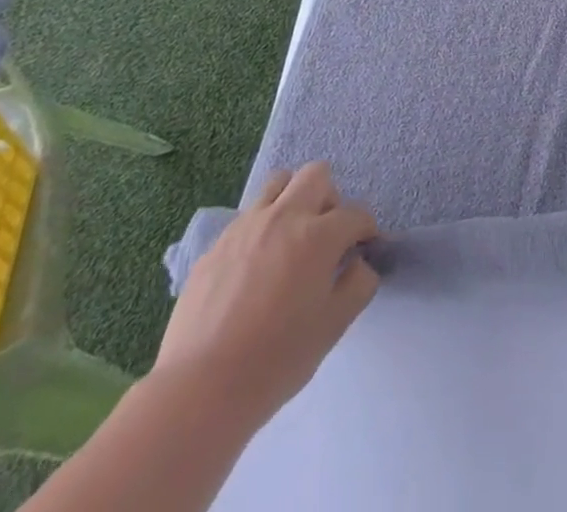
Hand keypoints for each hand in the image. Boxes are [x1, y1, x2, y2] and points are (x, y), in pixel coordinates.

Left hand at [153, 162, 379, 434]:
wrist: (200, 390)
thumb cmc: (276, 359)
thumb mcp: (335, 326)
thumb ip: (360, 284)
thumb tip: (359, 263)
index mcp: (319, 235)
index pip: (356, 214)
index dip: (366, 231)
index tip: (363, 251)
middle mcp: (284, 217)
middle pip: (316, 175)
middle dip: (331, 199)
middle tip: (327, 235)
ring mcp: (245, 227)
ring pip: (278, 183)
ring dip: (293, 200)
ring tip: (290, 238)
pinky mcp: (216, 245)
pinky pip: (247, 218)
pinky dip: (261, 228)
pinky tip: (256, 267)